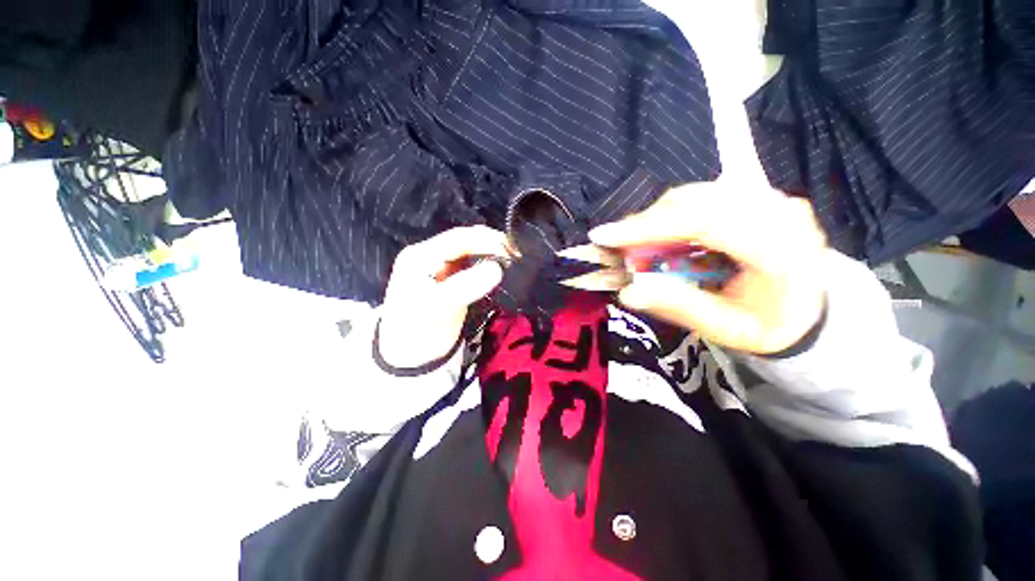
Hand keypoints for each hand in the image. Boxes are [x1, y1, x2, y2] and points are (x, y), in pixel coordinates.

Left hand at [378, 226, 509, 367]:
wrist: (411, 356)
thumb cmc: (419, 330)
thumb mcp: (440, 307)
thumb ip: (467, 285)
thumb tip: (497, 268)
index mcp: (421, 256)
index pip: (458, 238)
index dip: (485, 241)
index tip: (510, 252)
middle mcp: (430, 255)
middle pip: (465, 241)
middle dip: (491, 244)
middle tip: (515, 256)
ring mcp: (441, 267)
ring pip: (471, 251)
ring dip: (491, 253)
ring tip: (511, 261)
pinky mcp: (451, 279)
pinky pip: (472, 264)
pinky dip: (488, 264)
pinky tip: (500, 269)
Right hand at [589, 184, 826, 353]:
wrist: (808, 308)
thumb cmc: (768, 324)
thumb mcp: (725, 329)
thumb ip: (679, 307)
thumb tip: (628, 293)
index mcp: (781, 251)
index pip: (705, 223)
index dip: (648, 226)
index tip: (603, 236)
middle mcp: (780, 213)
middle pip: (695, 201)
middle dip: (645, 223)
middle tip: (615, 245)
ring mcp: (771, 198)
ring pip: (695, 195)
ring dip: (656, 219)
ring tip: (636, 244)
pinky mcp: (757, 196)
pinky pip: (701, 197)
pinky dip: (671, 215)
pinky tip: (661, 236)